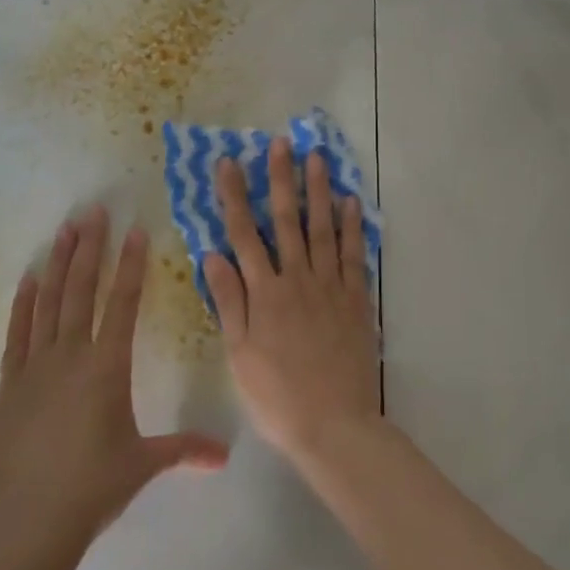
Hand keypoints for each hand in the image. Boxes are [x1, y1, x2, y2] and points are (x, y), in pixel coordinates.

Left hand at [0, 207, 227, 545]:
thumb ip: (184, 450)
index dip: (130, 264)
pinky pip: (18, 332)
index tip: (134, 230)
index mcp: (107, 367)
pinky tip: (29, 277)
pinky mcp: (10, 383)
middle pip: (81, 289)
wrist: (24, 520)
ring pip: (49, 302)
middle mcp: (71, 355)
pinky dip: (23, 302)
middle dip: (90, 248)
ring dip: (58, 263)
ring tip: (66, 229)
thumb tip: (225, 456)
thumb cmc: (91, 488)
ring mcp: (36, 366)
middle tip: (93, 211)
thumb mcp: (143, 465)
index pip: (122, 303)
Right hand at [203, 138, 380, 470]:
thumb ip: (229, 301)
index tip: (229, 164)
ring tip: (317, 157)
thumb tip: (212, 255)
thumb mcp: (239, 354)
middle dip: (281, 179)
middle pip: (286, 221)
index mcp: (264, 293)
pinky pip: (354, 255)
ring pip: (323, 229)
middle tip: (281, 144)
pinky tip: (350, 202)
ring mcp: (330, 287)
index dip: (234, 197)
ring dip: (318, 191)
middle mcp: (297, 279)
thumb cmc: (277, 395)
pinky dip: (353, 227)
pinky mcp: (356, 300)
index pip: (244, 235)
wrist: (334, 425)